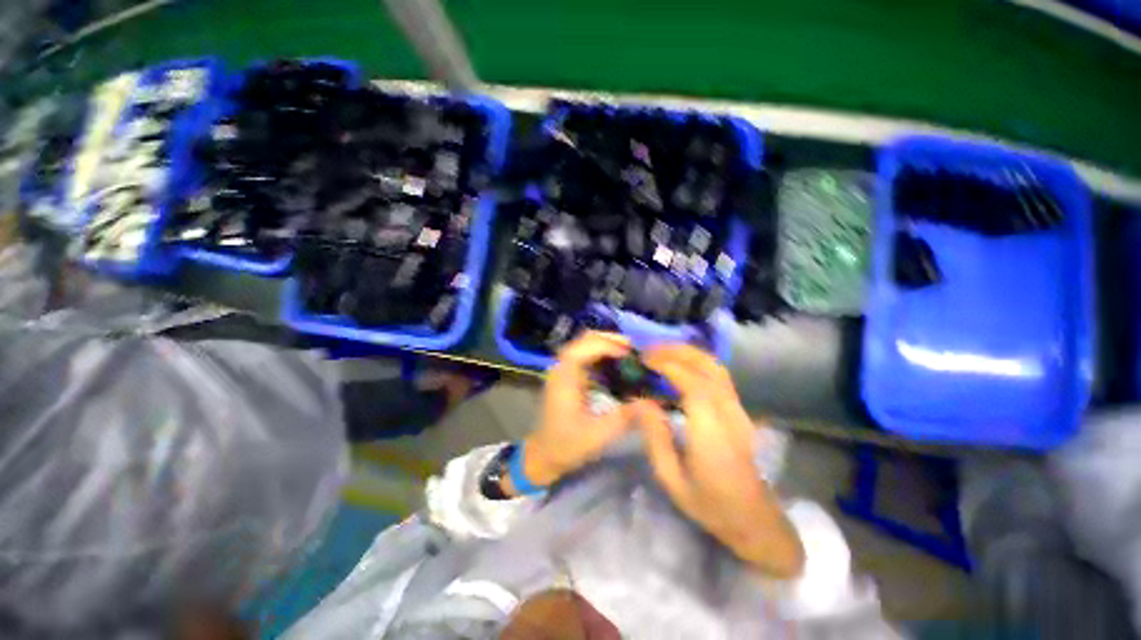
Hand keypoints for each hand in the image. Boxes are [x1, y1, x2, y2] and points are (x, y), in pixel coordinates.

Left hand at [518, 332, 640, 487]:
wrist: (544, 455)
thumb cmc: (567, 445)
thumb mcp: (598, 435)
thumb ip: (625, 417)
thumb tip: (652, 401)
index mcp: (565, 376)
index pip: (585, 346)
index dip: (608, 345)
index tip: (631, 353)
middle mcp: (562, 367)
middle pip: (585, 339)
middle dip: (610, 340)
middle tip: (635, 350)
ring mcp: (564, 369)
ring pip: (586, 344)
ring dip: (607, 345)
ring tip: (630, 355)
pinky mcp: (568, 375)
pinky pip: (586, 355)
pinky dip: (603, 354)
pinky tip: (617, 365)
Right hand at [639, 344, 804, 577]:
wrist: (753, 518)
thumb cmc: (709, 503)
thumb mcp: (671, 478)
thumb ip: (654, 436)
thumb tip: (640, 400)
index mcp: (711, 432)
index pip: (692, 384)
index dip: (667, 365)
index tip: (643, 359)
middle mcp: (729, 413)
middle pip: (707, 366)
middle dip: (676, 352)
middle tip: (648, 351)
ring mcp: (738, 409)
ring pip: (716, 367)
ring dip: (688, 353)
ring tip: (661, 353)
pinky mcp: (739, 409)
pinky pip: (719, 375)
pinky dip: (697, 361)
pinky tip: (680, 365)